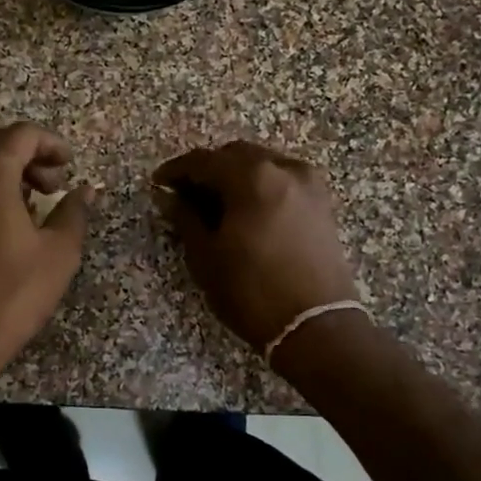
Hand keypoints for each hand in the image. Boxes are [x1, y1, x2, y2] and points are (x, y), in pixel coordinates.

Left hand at [0, 122, 95, 391]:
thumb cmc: (10, 293)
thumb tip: (85, 190)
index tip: (69, 166)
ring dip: (0, 172)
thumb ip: (73, 211)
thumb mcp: (58, 253)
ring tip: (26, 206)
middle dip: (25, 156)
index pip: (22, 134)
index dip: (51, 144)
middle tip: (50, 186)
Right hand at [152, 140, 359, 352]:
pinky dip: (260, 185)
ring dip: (235, 175)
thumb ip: (186, 217)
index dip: (177, 170)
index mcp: (252, 177)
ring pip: (262, 164)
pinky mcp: (322, 203)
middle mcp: (284, 169)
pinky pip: (282, 179)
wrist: (316, 326)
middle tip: (185, 193)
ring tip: (215, 203)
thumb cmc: (252, 292)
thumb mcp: (206, 256)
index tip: (159, 183)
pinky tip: (245, 209)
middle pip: (236, 154)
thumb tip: (170, 197)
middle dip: (208, 169)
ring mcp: (308, 184)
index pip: (204, 160)